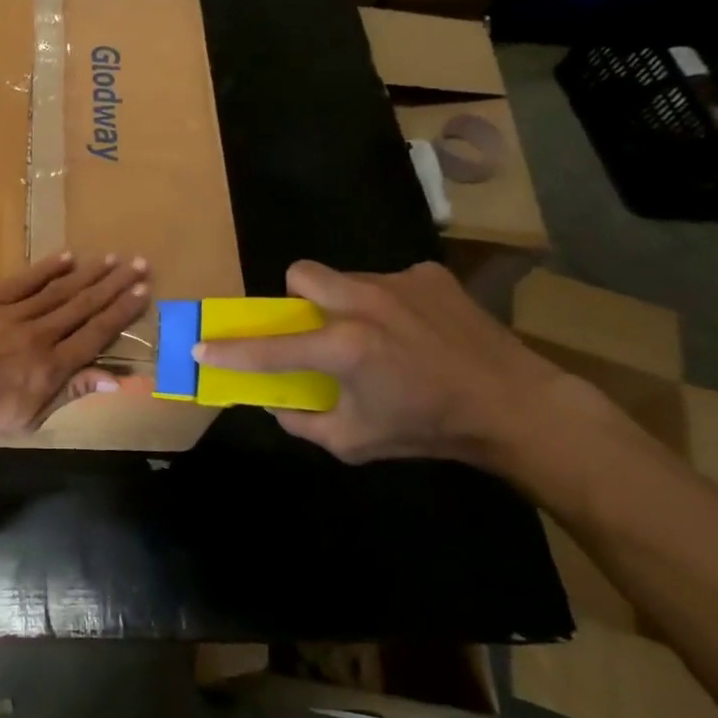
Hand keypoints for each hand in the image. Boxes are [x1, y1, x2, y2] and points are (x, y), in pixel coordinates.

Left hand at [0, 252, 150, 447]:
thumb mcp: (29, 419)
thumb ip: (70, 392)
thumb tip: (113, 377)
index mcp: (51, 368)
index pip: (96, 334)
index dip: (122, 313)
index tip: (143, 293)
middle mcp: (39, 335)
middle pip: (84, 306)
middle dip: (114, 285)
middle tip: (138, 265)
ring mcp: (11, 315)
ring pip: (58, 290)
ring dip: (88, 274)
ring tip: (111, 259)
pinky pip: (22, 281)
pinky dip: (46, 269)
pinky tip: (67, 256)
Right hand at [193, 260, 565, 469]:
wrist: (516, 406)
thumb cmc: (428, 429)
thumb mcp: (355, 442)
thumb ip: (303, 422)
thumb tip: (276, 403)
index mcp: (344, 348)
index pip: (270, 348)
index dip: (229, 351)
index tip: (201, 347)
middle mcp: (363, 304)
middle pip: (300, 274)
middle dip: (295, 299)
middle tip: (314, 328)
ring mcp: (398, 283)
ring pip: (345, 278)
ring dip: (344, 303)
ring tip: (375, 335)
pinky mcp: (428, 275)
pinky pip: (386, 282)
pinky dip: (387, 304)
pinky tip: (414, 331)